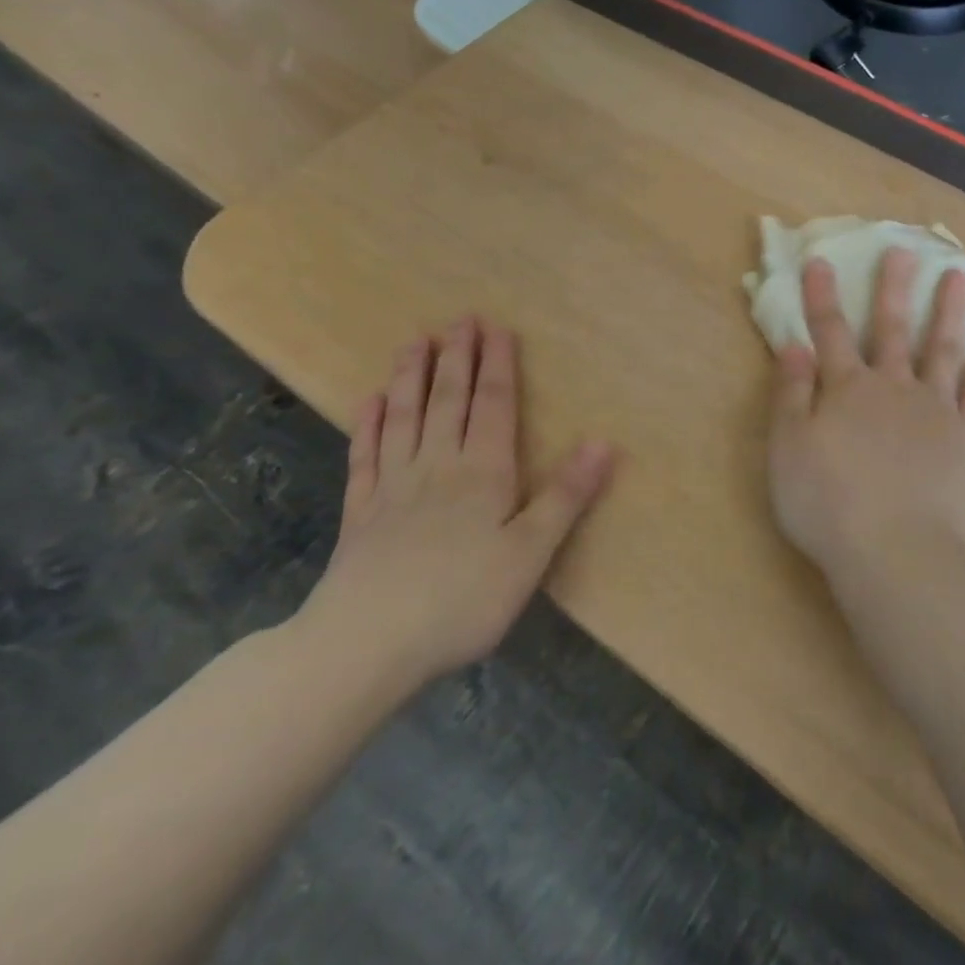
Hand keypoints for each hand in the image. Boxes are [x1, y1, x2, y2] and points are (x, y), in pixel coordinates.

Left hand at [298, 317, 616, 687]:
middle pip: (448, 401)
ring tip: (416, 342)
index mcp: (483, 473)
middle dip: (457, 358)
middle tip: (460, 319)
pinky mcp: (360, 514)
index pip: (494, 407)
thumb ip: (565, 495)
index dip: (498, 366)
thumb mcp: (531, 552)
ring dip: (412, 377)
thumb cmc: (462, 600)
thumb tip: (603, 442)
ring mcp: (393, 487)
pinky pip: (365, 456)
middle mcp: (437, 467)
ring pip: (404, 418)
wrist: (365, 645)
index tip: (497, 329)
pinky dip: (368, 424)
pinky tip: (370, 402)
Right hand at [768, 248, 964, 581]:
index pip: (830, 333)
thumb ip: (791, 395)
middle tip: (903, 250)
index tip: (822, 261)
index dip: (822, 297)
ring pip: (942, 349)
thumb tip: (793, 345)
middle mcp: (893, 388)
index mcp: (848, 390)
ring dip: (949, 311)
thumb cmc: (829, 504)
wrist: (895, 552)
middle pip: (891, 329)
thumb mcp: (788, 450)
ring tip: (962, 276)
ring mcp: (936, 409)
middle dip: (893, 288)